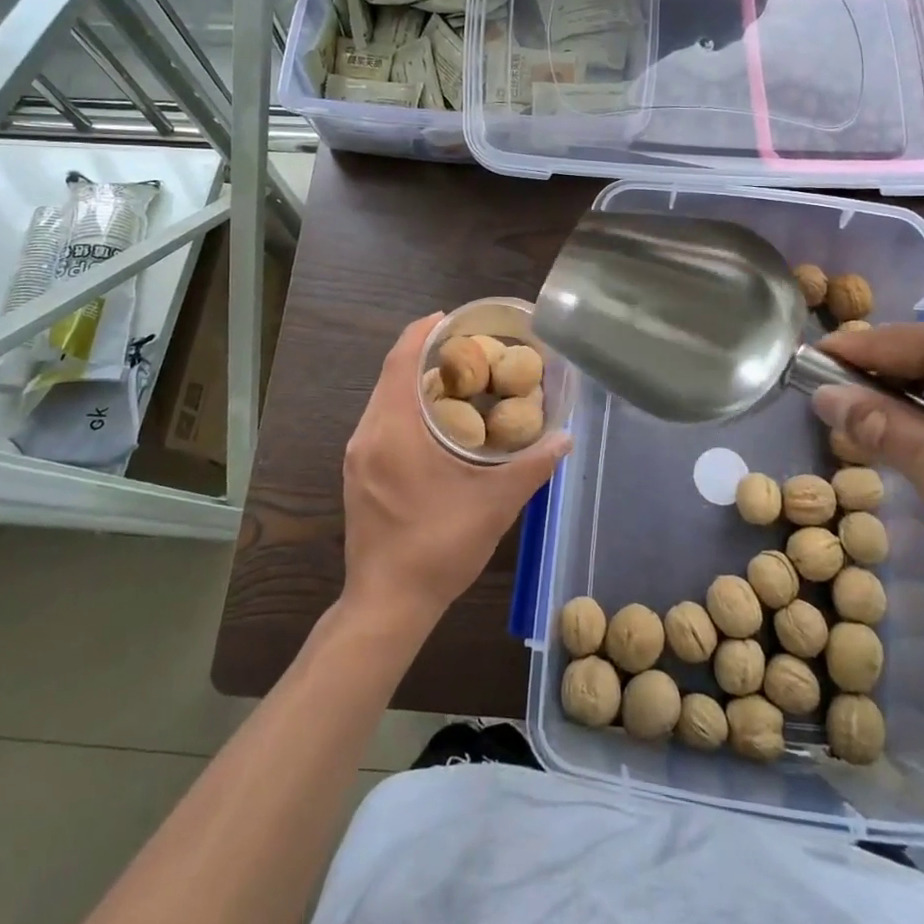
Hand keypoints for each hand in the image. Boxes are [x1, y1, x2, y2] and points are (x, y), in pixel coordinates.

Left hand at [341, 314, 571, 632]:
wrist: (387, 605)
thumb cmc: (439, 548)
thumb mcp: (494, 504)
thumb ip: (532, 466)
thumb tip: (566, 437)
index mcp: (393, 430)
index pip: (400, 361)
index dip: (422, 332)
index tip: (451, 318)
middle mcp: (367, 434)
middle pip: (391, 376)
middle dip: (423, 355)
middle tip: (466, 349)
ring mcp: (357, 456)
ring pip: (384, 400)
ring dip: (414, 382)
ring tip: (456, 380)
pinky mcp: (358, 474)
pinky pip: (380, 422)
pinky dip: (405, 407)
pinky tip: (437, 421)